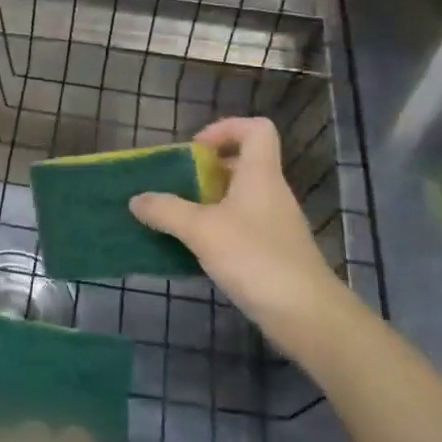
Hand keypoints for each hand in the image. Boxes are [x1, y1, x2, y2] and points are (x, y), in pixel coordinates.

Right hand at [130, 117, 358, 355]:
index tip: (195, 151)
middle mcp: (271, 193)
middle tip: (177, 187)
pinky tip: (196, 252)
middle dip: (207, 171)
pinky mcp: (273, 253)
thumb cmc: (254, 257)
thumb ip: (166, 210)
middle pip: (243, 164)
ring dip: (208, 203)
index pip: (256, 129)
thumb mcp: (201, 230)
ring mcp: (275, 224)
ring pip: (240, 199)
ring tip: (178, 220)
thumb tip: (137, 199)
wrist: (304, 313)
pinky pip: (241, 228)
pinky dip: (218, 232)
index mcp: (260, 174)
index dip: (226, 128)